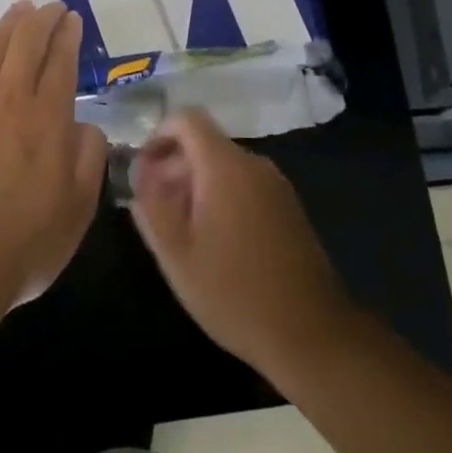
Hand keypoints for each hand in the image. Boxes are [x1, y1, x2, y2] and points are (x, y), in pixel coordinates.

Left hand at [0, 1, 106, 309]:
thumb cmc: (23, 243)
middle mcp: (9, 99)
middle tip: (50, 7)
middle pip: (26, 42)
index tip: (71, 20)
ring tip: (19, 10)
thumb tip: (86, 125)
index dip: (67, 35)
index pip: (60, 61)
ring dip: (8, 23)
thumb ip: (89, 159)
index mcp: (48, 119)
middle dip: (41, 18)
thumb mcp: (78, 209)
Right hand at [130, 110, 357, 375]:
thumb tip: (141, 174)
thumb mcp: (176, 255)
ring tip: (180, 228)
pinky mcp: (288, 206)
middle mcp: (254, 164)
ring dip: (196, 183)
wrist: (310, 333)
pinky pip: (245, 183)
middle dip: (174, 165)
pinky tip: (214, 239)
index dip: (158, 134)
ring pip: (225, 165)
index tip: (142, 168)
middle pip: (205, 142)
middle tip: (154, 205)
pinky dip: (222, 195)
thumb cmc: (233, 293)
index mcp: (225, 167)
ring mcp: (276, 184)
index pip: (187, 119)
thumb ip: (151, 206)